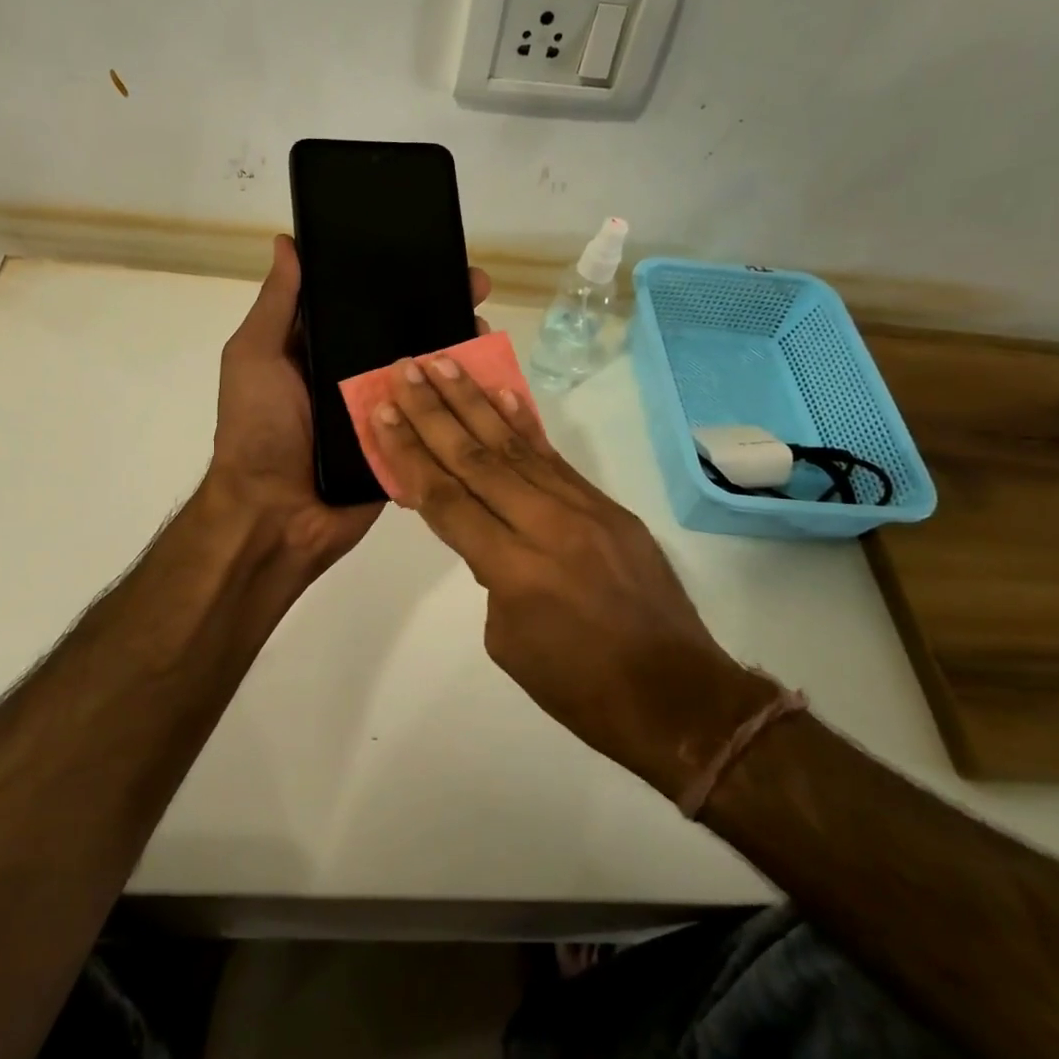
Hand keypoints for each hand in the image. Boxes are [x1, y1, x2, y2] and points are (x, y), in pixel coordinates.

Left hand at [207, 235, 489, 571]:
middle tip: (477, 289)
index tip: (430, 254)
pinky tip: (490, 379)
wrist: (274, 516)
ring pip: (428, 376)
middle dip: (441, 310)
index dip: (398, 279)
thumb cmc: (258, 430)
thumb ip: (277, 305)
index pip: (366, 306)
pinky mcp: (403, 448)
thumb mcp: (254, 357)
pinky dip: (461, 404)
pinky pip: (435, 421)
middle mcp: (355, 377)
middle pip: (406, 336)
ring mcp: (384, 414)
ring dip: (459, 352)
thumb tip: (287, 243)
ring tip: (487, 329)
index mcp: (323, 352)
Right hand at [367, 354, 773, 798]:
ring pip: (516, 446)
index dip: (410, 453)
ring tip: (446, 363)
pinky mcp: (608, 507)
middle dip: (435, 411)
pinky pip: (556, 459)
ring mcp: (583, 510)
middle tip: (406, 369)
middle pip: (477, 458)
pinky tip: (504, 394)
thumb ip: (491, 576)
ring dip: (476, 402)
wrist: (676, 696)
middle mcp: (546, 527)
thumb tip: (491, 536)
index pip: (446, 499)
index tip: (383, 411)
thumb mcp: (509, 640)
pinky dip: (525, 425)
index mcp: (514, 571)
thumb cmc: (579, 687)